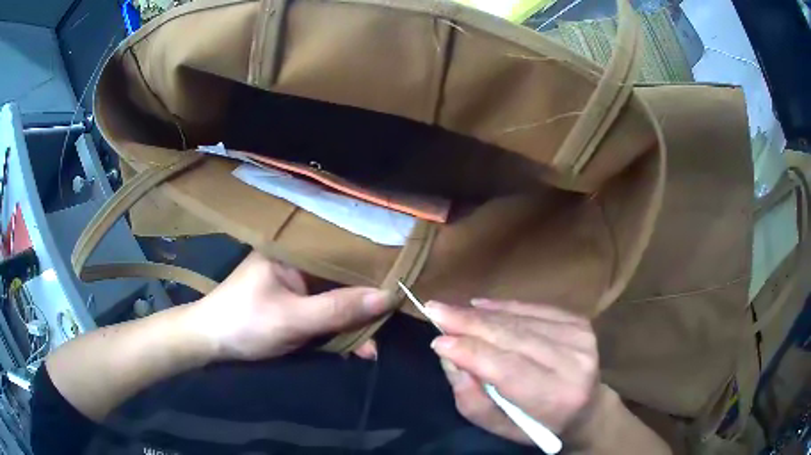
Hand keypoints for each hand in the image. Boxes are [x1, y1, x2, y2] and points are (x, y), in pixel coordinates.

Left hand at [188, 252, 391, 360]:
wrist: (209, 342)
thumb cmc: (246, 323)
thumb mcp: (293, 319)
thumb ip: (338, 309)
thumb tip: (388, 296)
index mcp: (293, 251)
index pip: (342, 254)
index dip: (371, 271)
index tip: (399, 288)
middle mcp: (296, 261)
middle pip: (340, 278)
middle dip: (363, 305)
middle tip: (386, 327)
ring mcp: (293, 284)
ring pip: (333, 298)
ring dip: (350, 322)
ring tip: (370, 347)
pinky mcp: (291, 303)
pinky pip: (322, 311)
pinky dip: (335, 329)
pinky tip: (351, 347)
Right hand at [426, 299, 598, 443]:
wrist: (589, 407)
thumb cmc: (541, 425)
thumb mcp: (502, 428)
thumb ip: (473, 399)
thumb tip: (449, 357)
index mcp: (556, 398)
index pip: (507, 369)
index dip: (470, 351)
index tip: (436, 340)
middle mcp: (574, 363)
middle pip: (513, 337)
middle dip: (468, 322)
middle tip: (433, 309)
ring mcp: (580, 338)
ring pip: (520, 320)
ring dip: (482, 314)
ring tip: (451, 309)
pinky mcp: (580, 322)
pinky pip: (534, 309)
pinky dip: (505, 306)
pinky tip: (481, 305)